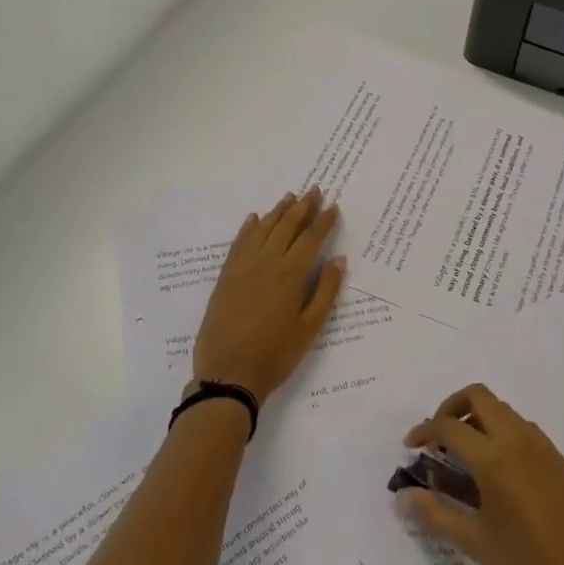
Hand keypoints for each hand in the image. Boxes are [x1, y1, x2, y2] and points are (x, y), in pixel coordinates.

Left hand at [191, 189, 344, 407]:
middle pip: (287, 226)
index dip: (324, 221)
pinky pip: (238, 243)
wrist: (228, 374)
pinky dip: (249, 228)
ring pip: (263, 229)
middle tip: (315, 190)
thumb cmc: (276, 354)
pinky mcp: (225, 277)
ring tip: (290, 197)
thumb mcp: (310, 328)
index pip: (311, 238)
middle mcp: (266, 262)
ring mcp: (242, 267)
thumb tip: (338, 259)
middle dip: (303, 207)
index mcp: (291, 274)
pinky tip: (255, 219)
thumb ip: (325, 291)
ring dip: (278, 211)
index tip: (334, 206)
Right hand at [399, 385, 563, 564]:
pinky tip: (496, 469)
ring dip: (477, 418)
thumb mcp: (474, 542)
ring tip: (464, 456)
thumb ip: (435, 513)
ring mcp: (542, 445)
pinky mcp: (557, 457)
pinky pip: (522, 427)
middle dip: (451, 408)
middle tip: (438, 438)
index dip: (424, 430)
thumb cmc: (526, 564)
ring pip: (502, 410)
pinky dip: (500, 431)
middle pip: (478, 396)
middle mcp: (518, 440)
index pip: (449, 426)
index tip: (411, 446)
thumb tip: (405, 496)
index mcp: (494, 458)